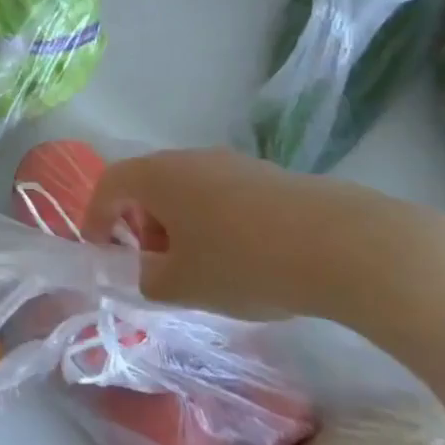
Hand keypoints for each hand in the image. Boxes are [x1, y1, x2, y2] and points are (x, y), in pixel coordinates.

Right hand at [82, 147, 444, 323]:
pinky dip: (217, 223)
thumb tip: (149, 272)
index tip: (100, 250)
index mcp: (157, 176)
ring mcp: (236, 163)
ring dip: (181, 225)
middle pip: (149, 185)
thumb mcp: (181, 286)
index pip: (108, 185)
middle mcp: (191, 158)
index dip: (95, 217)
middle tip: (153, 264)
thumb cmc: (243, 262)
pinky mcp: (273, 177)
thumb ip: (148, 280)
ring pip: (189, 191)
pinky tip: (244, 260)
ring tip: (201, 268)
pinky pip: (225, 196)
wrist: (348, 246)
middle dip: (141, 225)